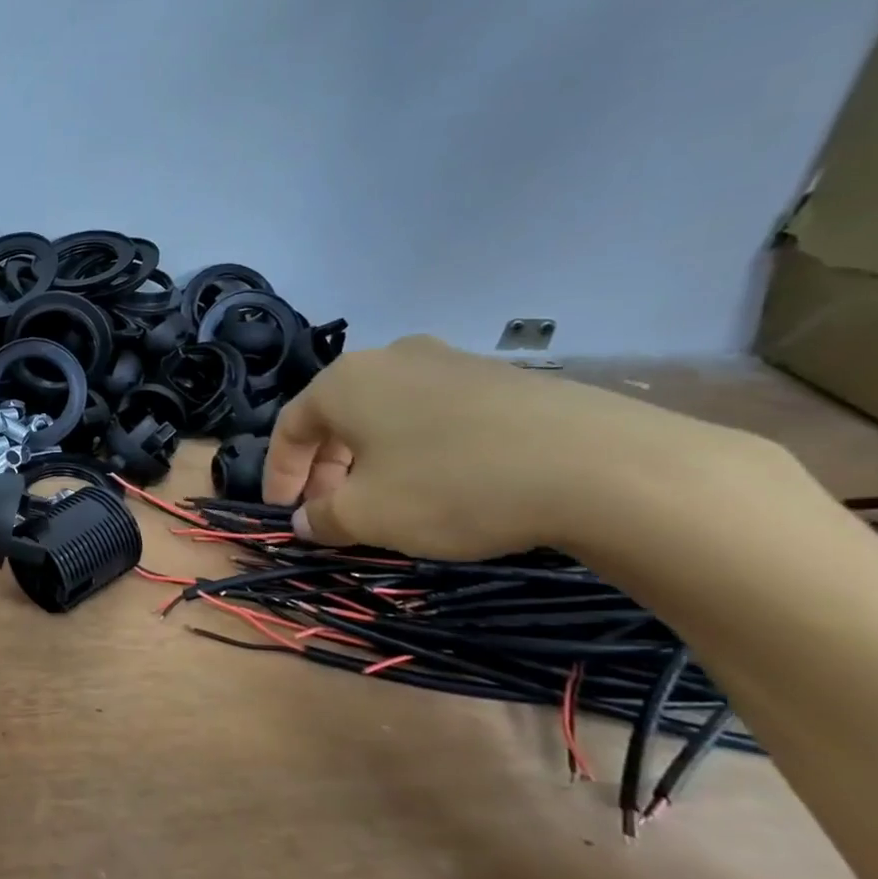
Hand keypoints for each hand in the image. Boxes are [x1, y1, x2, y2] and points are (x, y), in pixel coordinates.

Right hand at [262, 335, 766, 558]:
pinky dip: (417, 450)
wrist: (597, 464)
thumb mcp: (368, 515)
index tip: (284, 514)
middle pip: (338, 417)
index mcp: (345, 381)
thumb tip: (305, 520)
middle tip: (333, 513)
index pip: (290, 426)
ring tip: (386, 502)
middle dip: (326, 469)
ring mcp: (451, 362)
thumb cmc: (451, 485)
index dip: (280, 474)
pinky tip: (442, 485)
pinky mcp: (499, 379)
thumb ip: (322, 518)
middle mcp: (391, 358)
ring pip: (386, 415)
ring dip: (370, 460)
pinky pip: (434, 415)